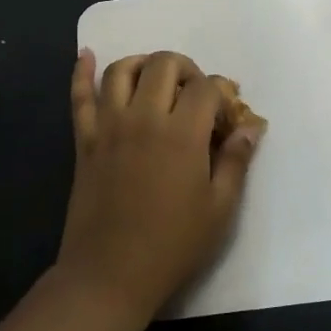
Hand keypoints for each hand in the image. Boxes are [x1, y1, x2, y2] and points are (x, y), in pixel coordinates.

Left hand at [55, 49, 265, 326]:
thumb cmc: (172, 245)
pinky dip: (82, 72)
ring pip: (121, 70)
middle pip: (163, 64)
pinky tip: (86, 55)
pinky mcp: (84, 140)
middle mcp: (144, 117)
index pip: (205, 87)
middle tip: (194, 95)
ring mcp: (109, 126)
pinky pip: (79, 97)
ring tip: (155, 78)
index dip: (221, 93)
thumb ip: (236, 161)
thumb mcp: (219, 208)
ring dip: (142, 64)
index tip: (225, 116)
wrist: (110, 275)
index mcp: (182, 134)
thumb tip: (251, 127)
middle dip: (186, 69)